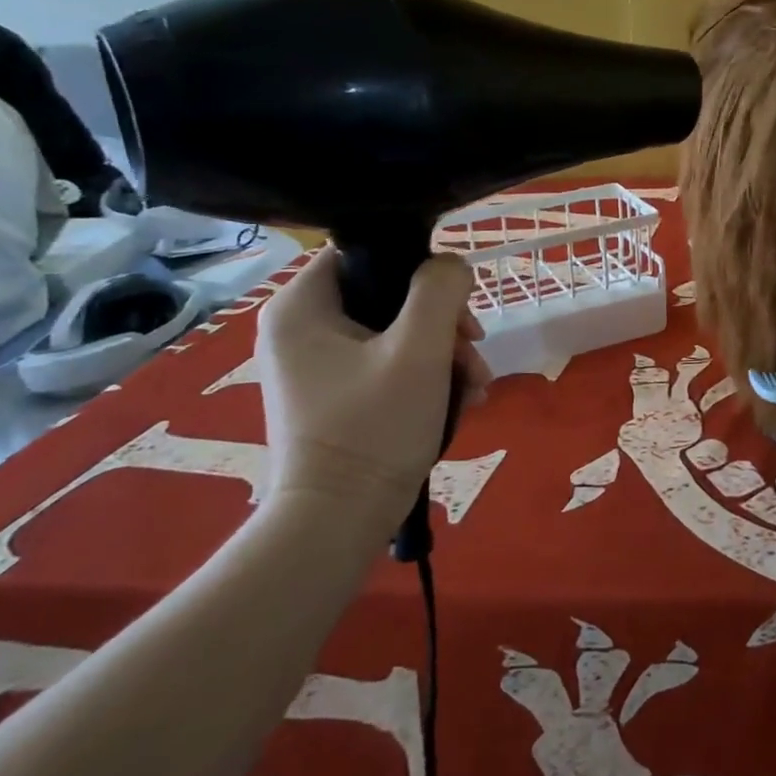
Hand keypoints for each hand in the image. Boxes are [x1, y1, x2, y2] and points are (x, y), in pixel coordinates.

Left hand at [254, 246, 491, 528]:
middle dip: (443, 323)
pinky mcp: (335, 395)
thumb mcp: (420, 349)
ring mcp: (316, 365)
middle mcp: (299, 328)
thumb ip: (440, 290)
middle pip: (388, 295)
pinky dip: (427, 376)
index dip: (418, 269)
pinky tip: (461, 401)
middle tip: (474, 351)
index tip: (456, 305)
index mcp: (301, 306)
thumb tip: (452, 265)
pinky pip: (388, 364)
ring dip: (444, 353)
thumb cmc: (373, 427)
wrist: (338, 523)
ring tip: (476, 385)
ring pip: (396, 332)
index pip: (365, 252)